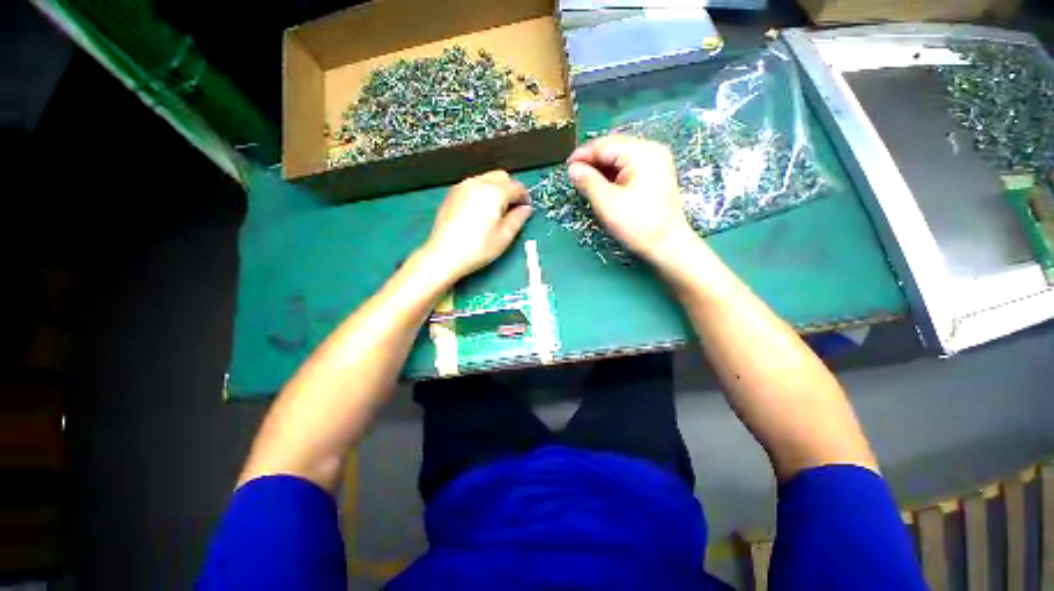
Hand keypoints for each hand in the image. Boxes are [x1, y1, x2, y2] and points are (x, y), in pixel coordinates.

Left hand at [420, 170, 531, 281]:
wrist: (444, 254)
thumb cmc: (477, 248)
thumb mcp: (504, 236)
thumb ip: (518, 219)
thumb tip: (525, 209)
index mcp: (494, 193)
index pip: (517, 186)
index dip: (524, 197)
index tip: (525, 208)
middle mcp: (478, 183)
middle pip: (501, 176)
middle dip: (510, 189)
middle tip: (512, 209)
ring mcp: (462, 187)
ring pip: (486, 179)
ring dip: (496, 189)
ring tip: (496, 211)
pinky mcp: (452, 194)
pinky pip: (473, 186)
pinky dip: (482, 192)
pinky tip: (480, 211)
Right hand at [567, 135, 695, 264]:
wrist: (667, 245)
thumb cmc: (637, 224)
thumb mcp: (607, 203)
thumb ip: (588, 182)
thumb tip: (572, 169)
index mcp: (642, 153)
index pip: (605, 145)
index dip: (583, 155)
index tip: (566, 168)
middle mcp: (651, 150)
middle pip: (613, 148)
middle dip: (592, 161)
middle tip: (575, 176)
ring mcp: (656, 162)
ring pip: (620, 158)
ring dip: (602, 168)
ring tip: (586, 182)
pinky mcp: (655, 175)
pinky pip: (629, 167)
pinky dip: (613, 174)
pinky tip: (603, 185)